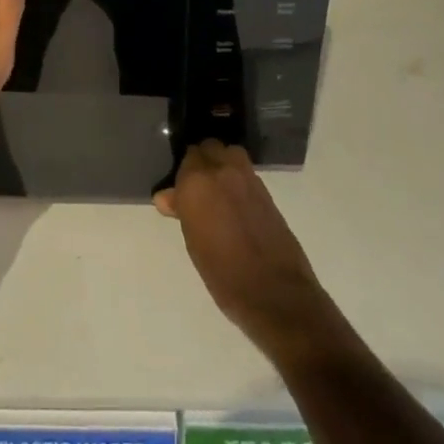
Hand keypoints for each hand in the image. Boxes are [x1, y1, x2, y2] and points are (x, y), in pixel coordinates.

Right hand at [155, 141, 336, 364]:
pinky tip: (235, 202)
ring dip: (221, 163)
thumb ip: (182, 212)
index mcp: (197, 182)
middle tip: (196, 186)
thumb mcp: (194, 244)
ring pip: (229, 154)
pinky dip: (237, 178)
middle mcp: (222, 171)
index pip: (186, 158)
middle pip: (209, 148)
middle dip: (201, 161)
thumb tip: (166, 197)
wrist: (276, 295)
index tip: (179, 189)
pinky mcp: (267, 192)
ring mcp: (248, 179)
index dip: (182, 173)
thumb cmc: (224, 275)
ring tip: (217, 190)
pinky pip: (246, 172)